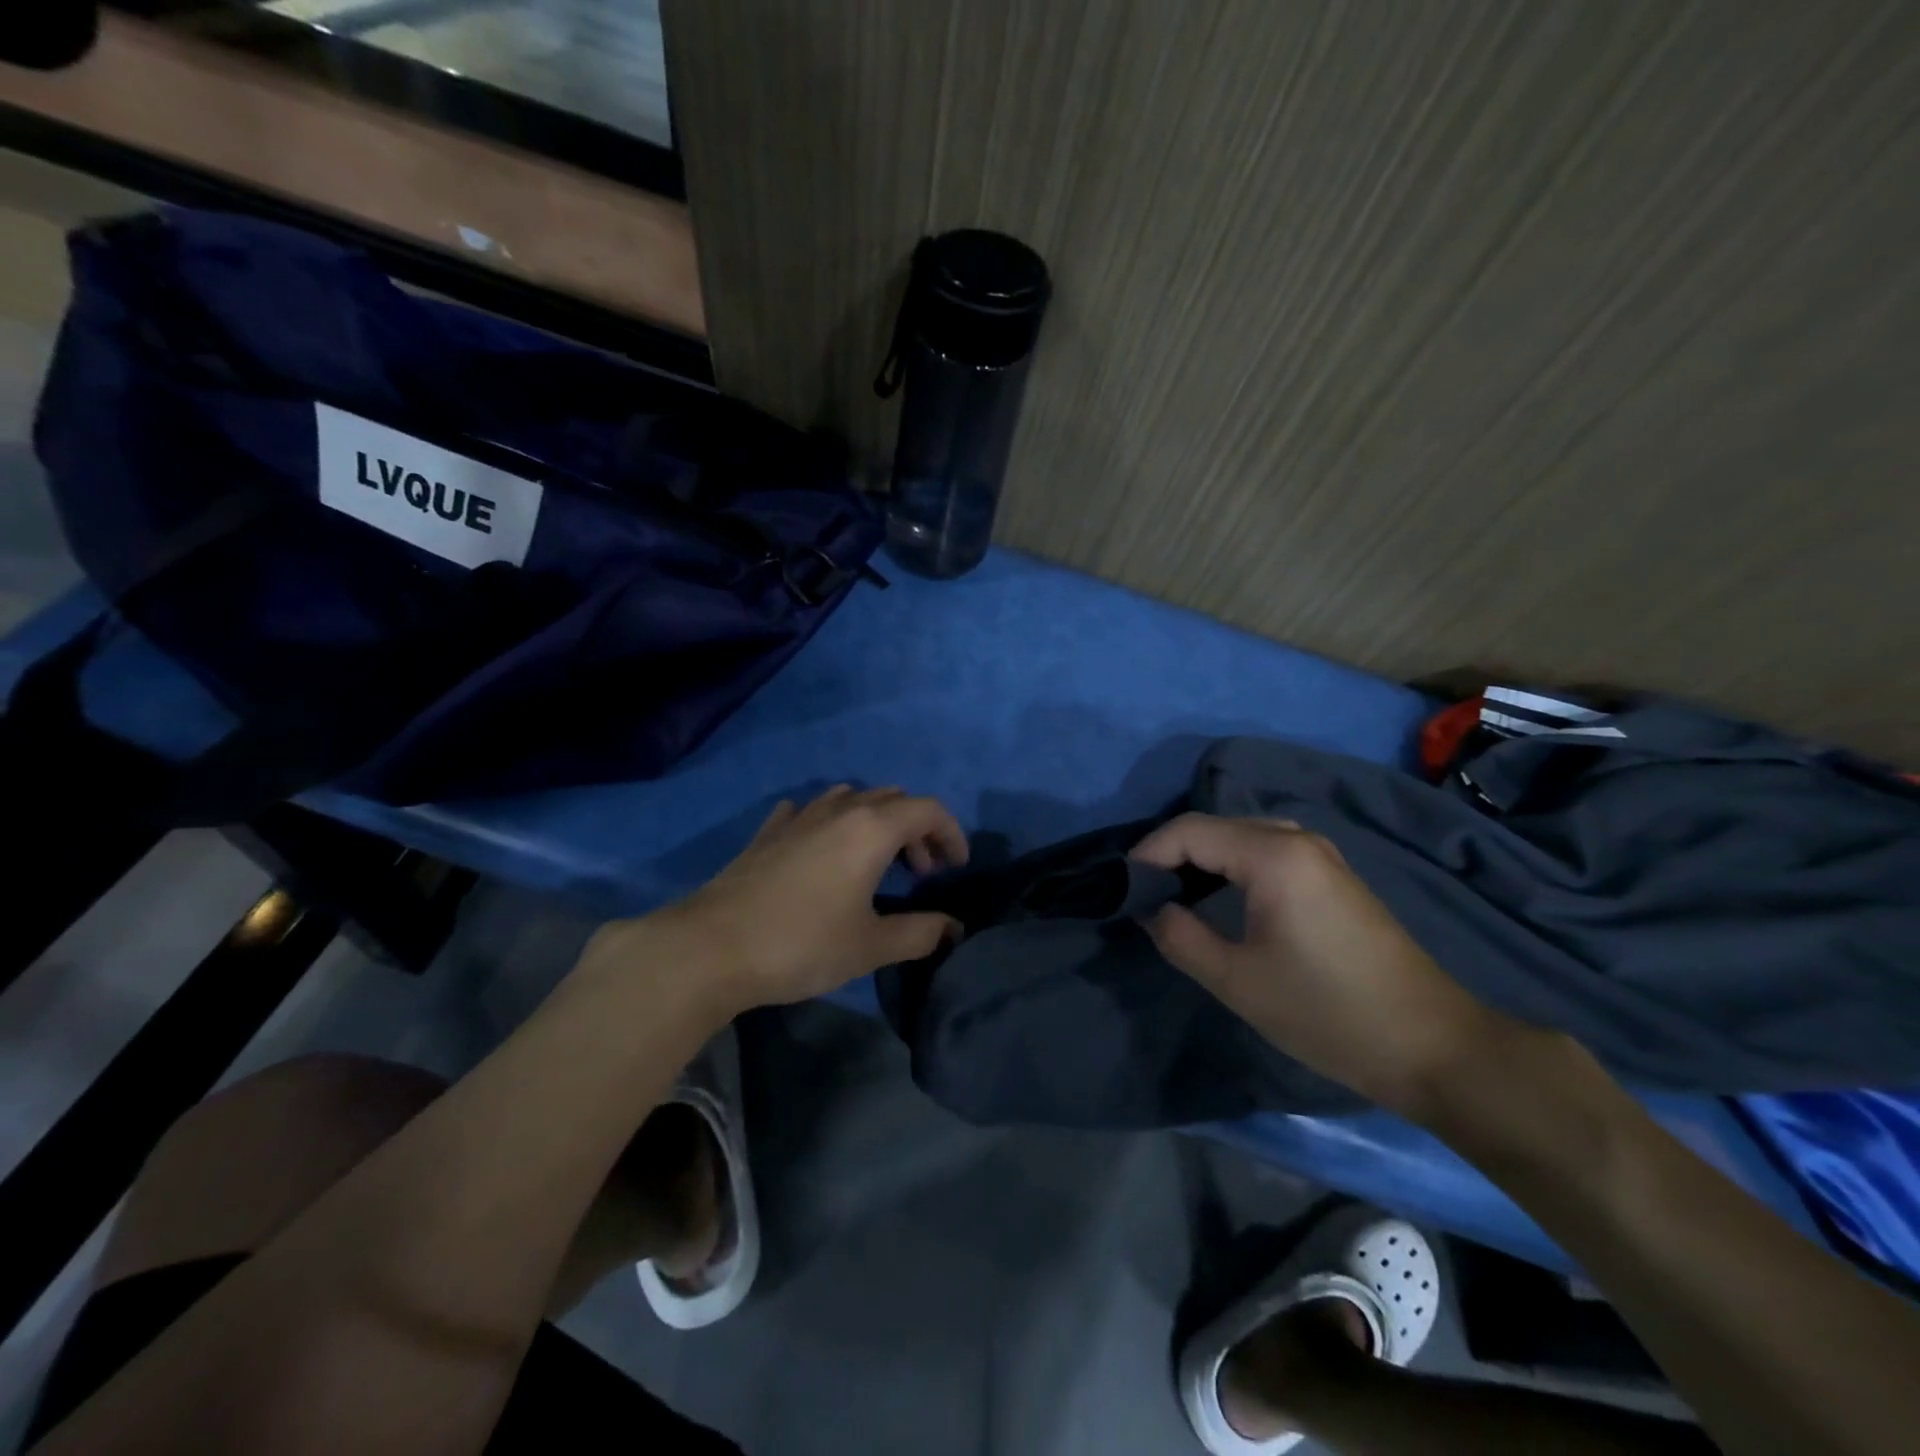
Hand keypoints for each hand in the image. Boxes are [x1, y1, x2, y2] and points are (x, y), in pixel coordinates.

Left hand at [647, 786, 967, 1009]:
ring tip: (877, 861)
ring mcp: (799, 817)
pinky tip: (822, 850)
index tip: (956, 868)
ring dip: (876, 822)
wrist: (711, 948)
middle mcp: (839, 810)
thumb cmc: (802, 944)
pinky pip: (810, 812)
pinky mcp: (768, 833)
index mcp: (871, 828)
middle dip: (917, 830)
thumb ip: (920, 933)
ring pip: (851, 799)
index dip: (952, 834)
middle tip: (920, 872)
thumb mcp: (871, 946)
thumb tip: (952, 928)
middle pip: (893, 800)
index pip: (928, 810)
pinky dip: (831, 823)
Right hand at [1131, 813, 1505, 1117]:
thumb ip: (1180, 937)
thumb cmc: (1328, 1013)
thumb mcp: (1237, 981)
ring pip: (1239, 836)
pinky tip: (1218, 897)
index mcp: (1273, 855)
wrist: (1432, 1046)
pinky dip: (1230, 865)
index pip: (1188, 831)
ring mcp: (1320, 854)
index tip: (1121, 891)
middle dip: (1170, 855)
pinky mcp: (1331, 875)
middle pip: (1213, 827)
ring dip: (1200, 859)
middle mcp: (1296, 839)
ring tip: (1172, 896)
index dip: (1146, 855)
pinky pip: (1265, 850)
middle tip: (1141, 897)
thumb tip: (1151, 909)